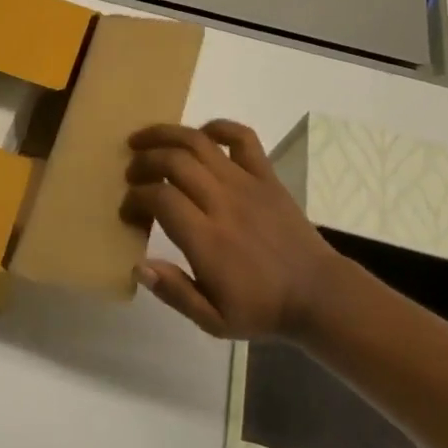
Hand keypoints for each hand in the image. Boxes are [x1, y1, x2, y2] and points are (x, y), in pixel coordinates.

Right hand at [120, 120, 364, 341]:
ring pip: (198, 142)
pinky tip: (201, 135)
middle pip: (173, 161)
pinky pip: (242, 137)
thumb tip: (138, 266)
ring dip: (165, 134)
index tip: (128, 211)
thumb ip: (174, 292)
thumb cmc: (262, 309)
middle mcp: (223, 202)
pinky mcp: (266, 176)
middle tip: (131, 174)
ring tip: (143, 140)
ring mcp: (247, 184)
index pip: (160, 198)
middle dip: (143, 161)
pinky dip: (218, 127)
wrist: (320, 296)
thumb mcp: (213, 321)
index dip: (135, 198)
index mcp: (207, 239)